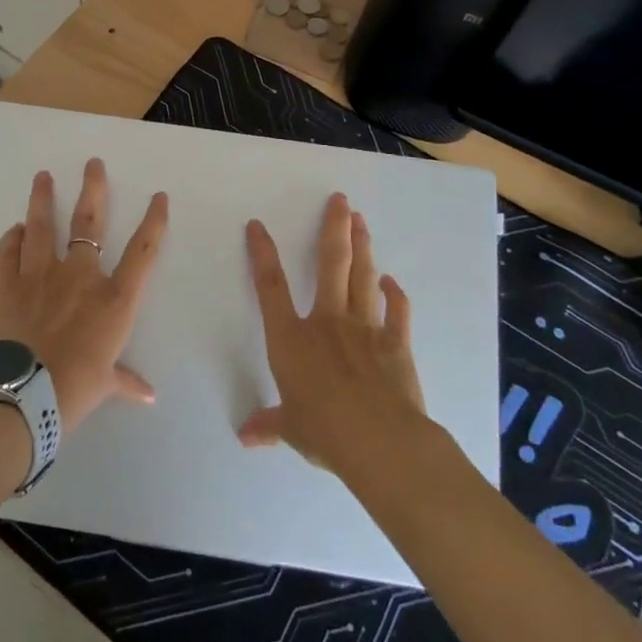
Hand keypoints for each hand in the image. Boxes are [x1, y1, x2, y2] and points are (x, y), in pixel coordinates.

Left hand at [0, 159, 167, 433]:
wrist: (21, 395)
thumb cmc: (73, 390)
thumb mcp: (104, 386)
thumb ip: (125, 381)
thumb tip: (148, 396)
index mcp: (113, 300)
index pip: (143, 251)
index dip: (154, 221)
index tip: (159, 197)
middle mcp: (80, 276)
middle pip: (89, 222)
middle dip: (93, 189)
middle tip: (92, 163)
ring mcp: (40, 274)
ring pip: (42, 225)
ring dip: (42, 198)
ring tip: (42, 176)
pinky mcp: (8, 282)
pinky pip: (9, 250)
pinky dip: (12, 237)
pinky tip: (15, 228)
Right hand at [239, 193, 428, 475]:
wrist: (380, 441)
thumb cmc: (324, 431)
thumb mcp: (290, 429)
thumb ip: (269, 424)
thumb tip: (245, 436)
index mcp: (292, 338)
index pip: (271, 287)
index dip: (262, 253)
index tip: (257, 225)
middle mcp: (326, 322)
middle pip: (330, 264)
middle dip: (333, 228)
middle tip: (340, 200)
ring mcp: (364, 328)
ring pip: (361, 277)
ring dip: (362, 246)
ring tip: (361, 219)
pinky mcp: (395, 343)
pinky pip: (396, 311)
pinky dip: (395, 294)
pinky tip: (392, 281)